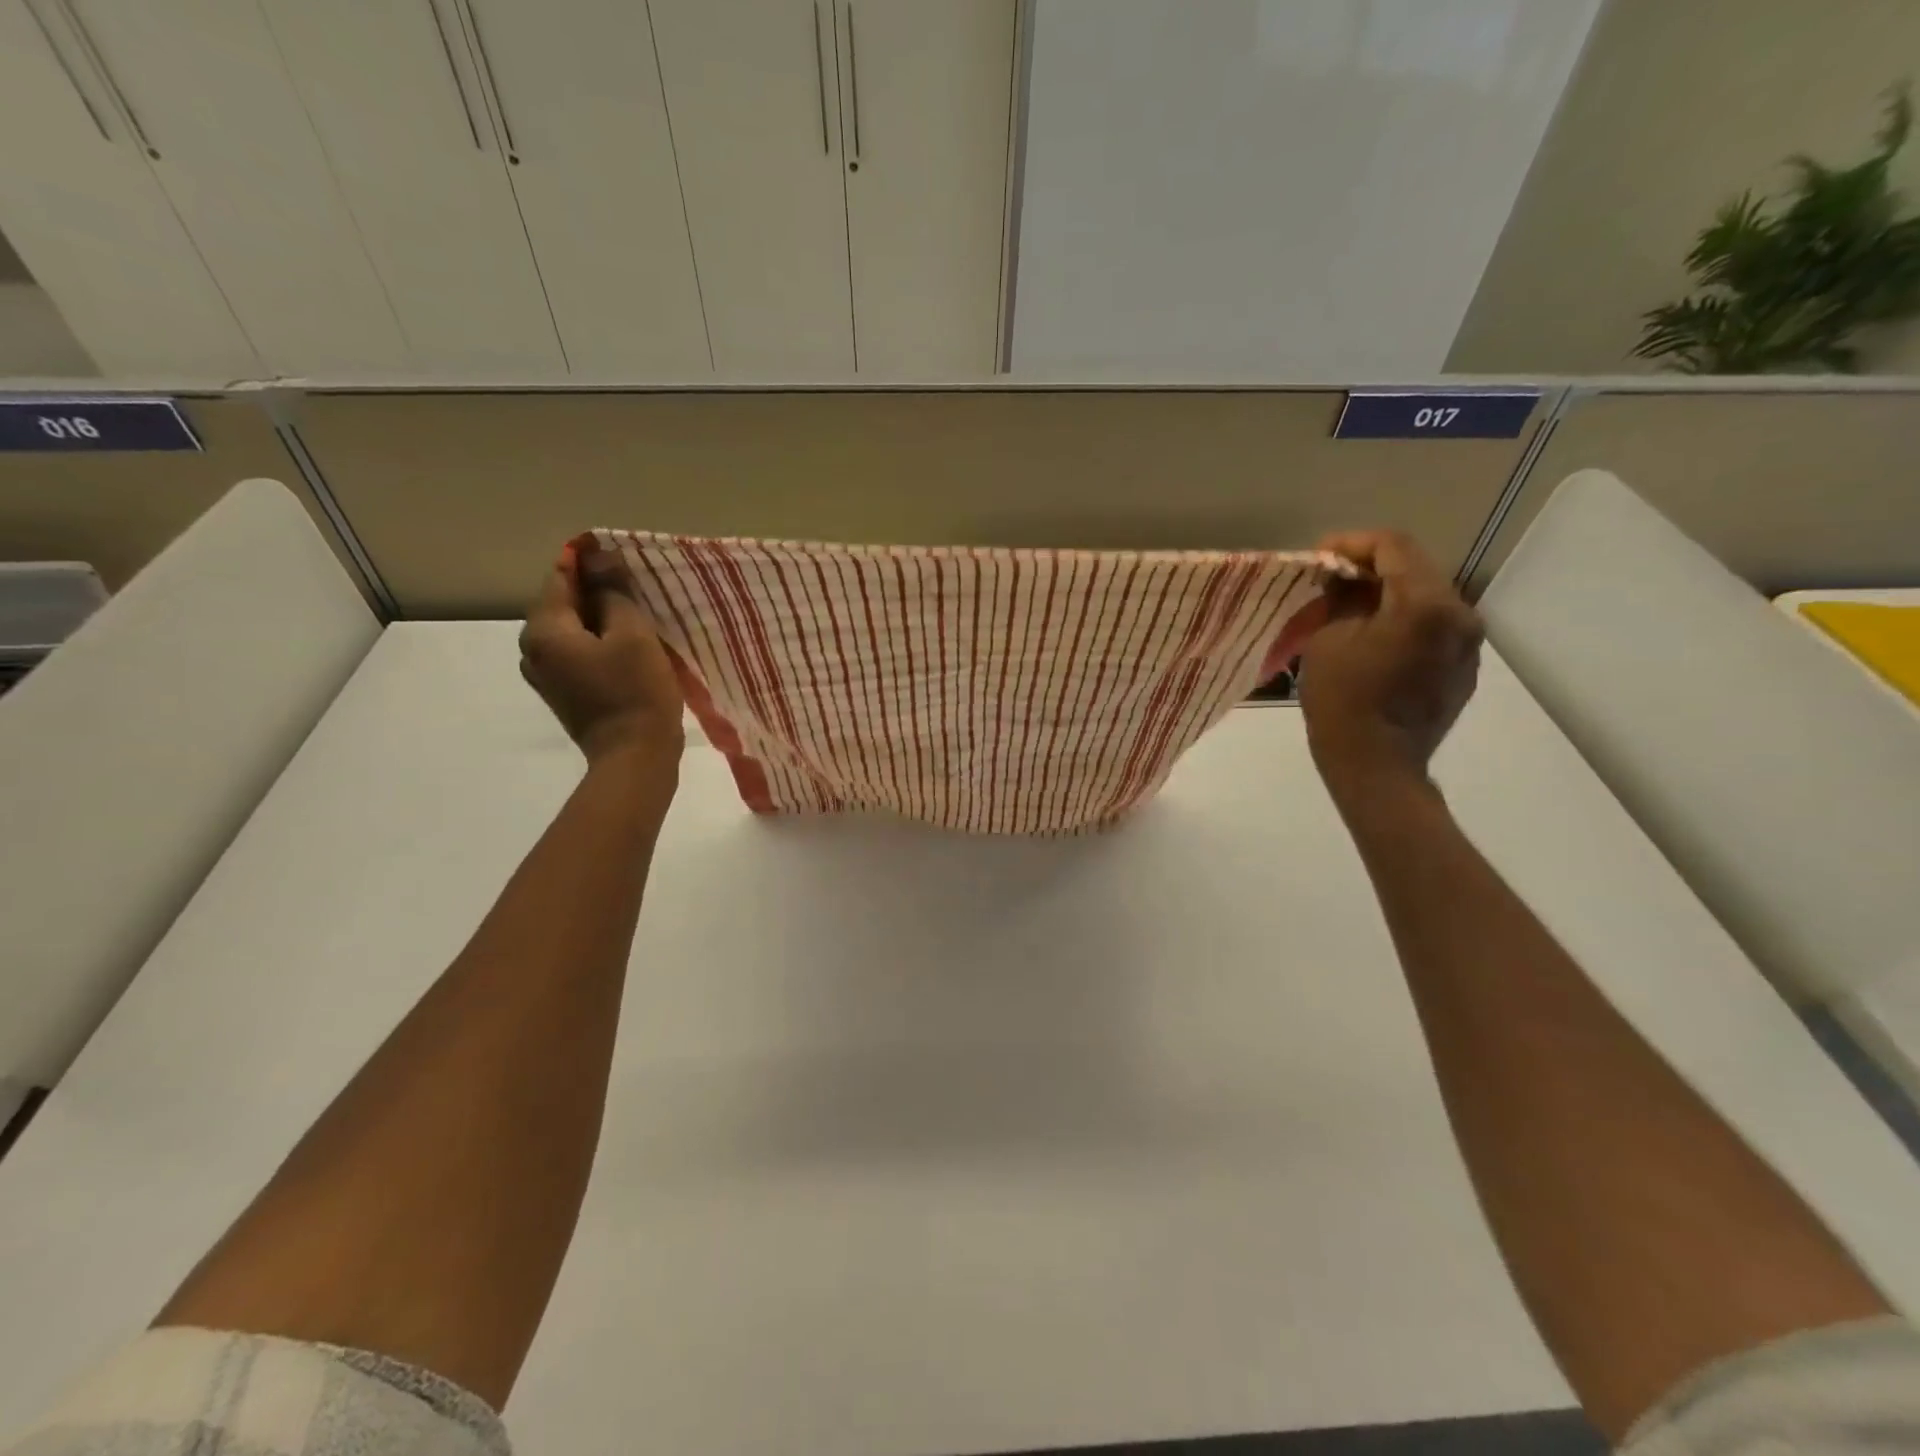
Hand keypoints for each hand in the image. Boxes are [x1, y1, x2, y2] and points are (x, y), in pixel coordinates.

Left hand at [519, 542, 684, 766]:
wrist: (635, 757)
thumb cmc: (636, 692)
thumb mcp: (632, 634)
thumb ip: (613, 593)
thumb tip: (598, 560)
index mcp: (544, 631)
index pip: (559, 577)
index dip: (586, 558)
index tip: (616, 550)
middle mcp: (533, 650)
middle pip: (562, 603)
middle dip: (595, 589)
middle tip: (633, 583)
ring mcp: (546, 675)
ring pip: (571, 629)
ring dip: (599, 617)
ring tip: (634, 613)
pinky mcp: (564, 692)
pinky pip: (577, 652)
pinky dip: (598, 641)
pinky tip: (625, 643)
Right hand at [1299, 530, 1481, 787]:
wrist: (1376, 765)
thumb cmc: (1342, 700)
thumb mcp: (1327, 639)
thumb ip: (1341, 598)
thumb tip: (1343, 580)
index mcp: (1426, 604)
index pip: (1394, 547)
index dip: (1353, 543)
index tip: (1320, 555)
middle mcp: (1460, 615)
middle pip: (1417, 569)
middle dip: (1372, 567)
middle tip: (1332, 578)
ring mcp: (1468, 644)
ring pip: (1428, 598)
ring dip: (1390, 594)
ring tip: (1352, 607)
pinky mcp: (1464, 668)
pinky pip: (1434, 628)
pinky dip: (1405, 621)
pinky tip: (1375, 637)